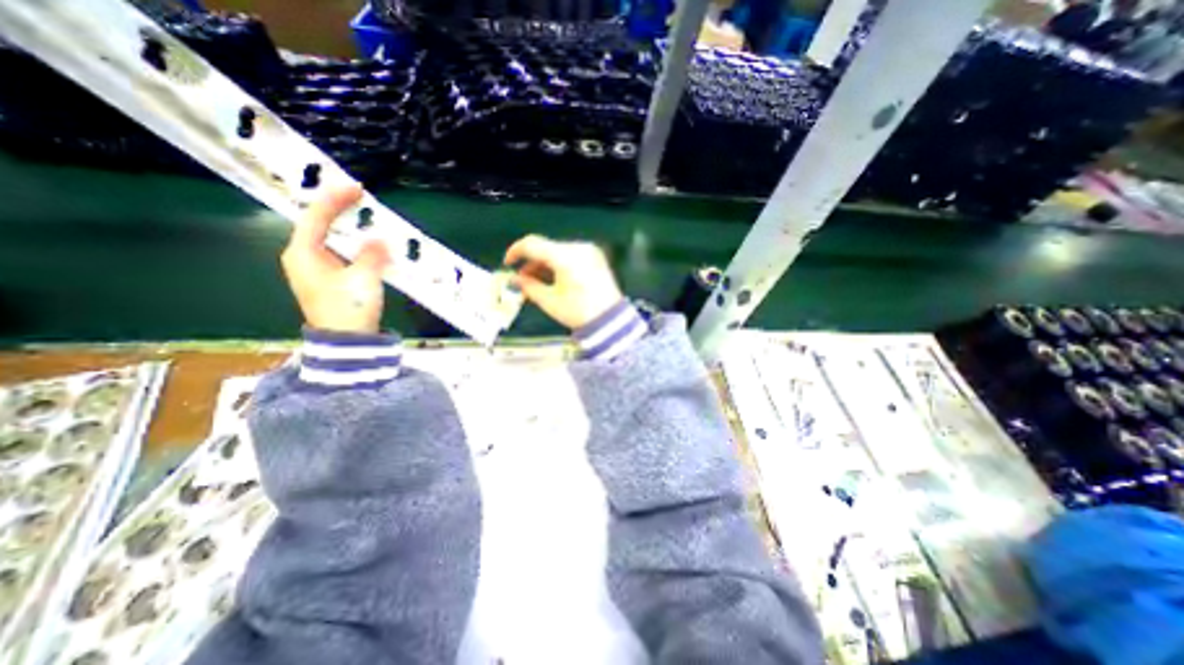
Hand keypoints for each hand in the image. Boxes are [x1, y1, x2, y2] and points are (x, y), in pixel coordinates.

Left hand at [280, 185, 391, 335]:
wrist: (346, 342)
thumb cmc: (349, 308)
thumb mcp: (364, 278)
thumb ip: (372, 254)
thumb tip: (378, 239)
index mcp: (303, 253)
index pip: (316, 217)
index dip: (335, 200)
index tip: (356, 188)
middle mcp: (302, 258)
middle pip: (317, 225)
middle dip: (337, 209)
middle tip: (359, 198)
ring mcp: (313, 270)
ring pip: (327, 239)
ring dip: (344, 226)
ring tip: (362, 215)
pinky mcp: (326, 280)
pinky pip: (337, 252)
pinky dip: (350, 243)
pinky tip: (364, 242)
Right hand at [504, 235, 622, 329]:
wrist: (611, 321)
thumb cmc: (578, 312)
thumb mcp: (549, 301)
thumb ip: (528, 286)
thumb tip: (513, 279)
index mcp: (565, 256)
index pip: (532, 244)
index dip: (516, 251)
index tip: (507, 264)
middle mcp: (578, 247)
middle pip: (546, 247)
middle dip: (531, 262)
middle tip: (522, 280)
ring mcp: (589, 251)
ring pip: (558, 251)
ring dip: (544, 264)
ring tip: (536, 283)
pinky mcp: (596, 257)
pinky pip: (571, 256)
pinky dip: (559, 264)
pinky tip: (554, 279)